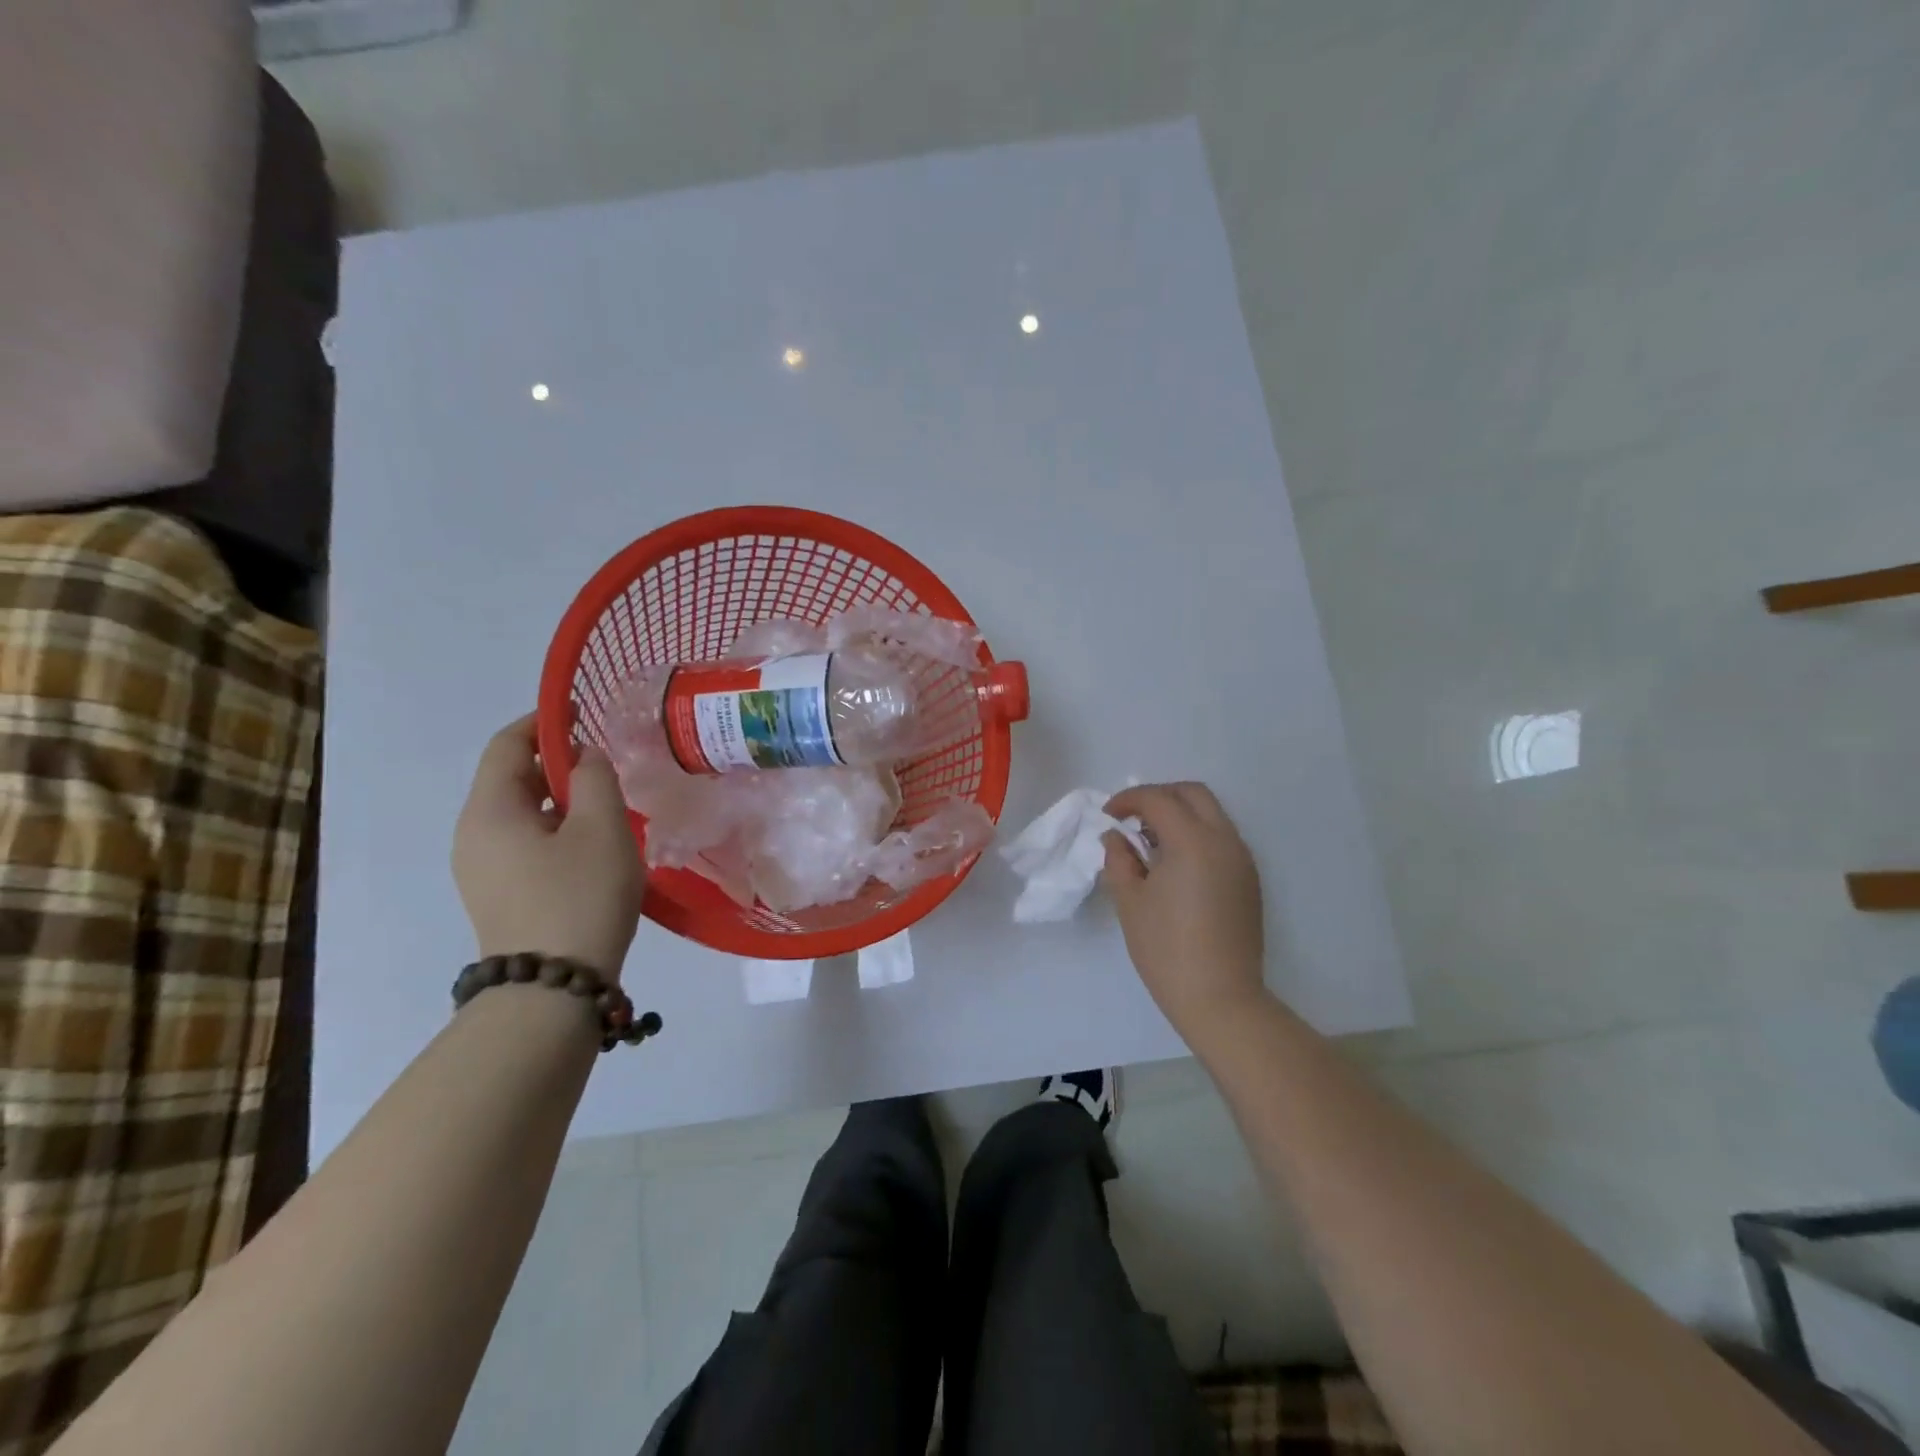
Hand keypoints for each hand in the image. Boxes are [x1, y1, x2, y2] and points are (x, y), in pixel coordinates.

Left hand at [452, 714, 644, 980]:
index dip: (544, 721)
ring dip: (560, 798)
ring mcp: (480, 869)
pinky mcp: (497, 894)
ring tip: (606, 804)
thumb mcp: (601, 826)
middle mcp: (472, 834)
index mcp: (489, 810)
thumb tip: (585, 758)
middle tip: (606, 763)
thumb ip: (594, 777)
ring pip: (520, 813)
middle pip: (510, 778)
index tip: (583, 712)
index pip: (507, 745)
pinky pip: (523, 843)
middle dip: (556, 761)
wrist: (553, 988)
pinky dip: (554, 828)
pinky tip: (592, 845)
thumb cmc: (579, 895)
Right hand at [1103, 782, 1268, 1043]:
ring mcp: (1242, 860)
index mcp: (1192, 841)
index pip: (1158, 799)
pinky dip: (1197, 835)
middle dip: (1160, 796)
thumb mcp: (1130, 901)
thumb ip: (1119, 859)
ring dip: (1180, 815)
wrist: (1220, 998)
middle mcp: (1224, 840)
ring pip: (1212, 814)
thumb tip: (1116, 837)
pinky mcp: (1249, 880)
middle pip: (1193, 794)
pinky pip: (1222, 839)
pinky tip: (1176, 866)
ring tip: (1151, 844)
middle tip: (1132, 819)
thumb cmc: (1166, 949)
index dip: (1128, 800)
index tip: (1108, 816)